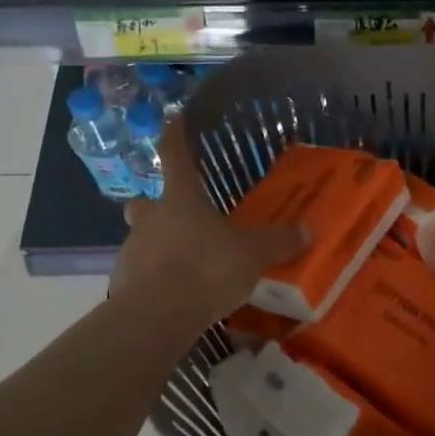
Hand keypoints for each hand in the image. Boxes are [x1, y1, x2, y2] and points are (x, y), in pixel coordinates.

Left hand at [112, 120, 306, 329]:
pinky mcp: (126, 284)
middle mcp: (151, 218)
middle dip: (158, 205)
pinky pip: (143, 273)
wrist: (157, 316)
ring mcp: (133, 251)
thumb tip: (308, 229)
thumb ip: (279, 241)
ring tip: (188, 264)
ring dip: (161, 245)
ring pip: (144, 239)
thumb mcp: (253, 254)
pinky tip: (178, 293)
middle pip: (147, 202)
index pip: (174, 156)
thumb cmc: (206, 269)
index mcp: (180, 199)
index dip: (174, 135)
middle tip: (178, 216)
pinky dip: (158, 278)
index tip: (173, 118)